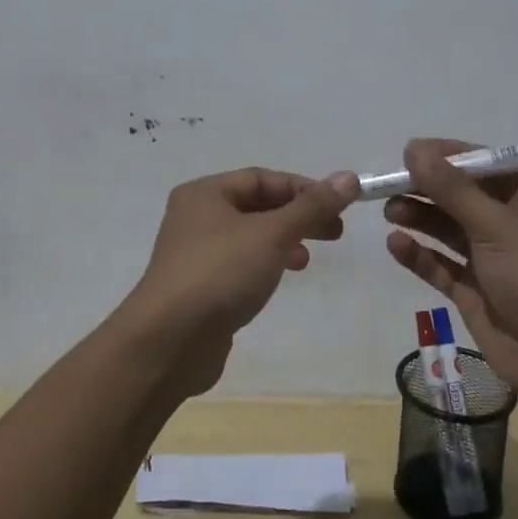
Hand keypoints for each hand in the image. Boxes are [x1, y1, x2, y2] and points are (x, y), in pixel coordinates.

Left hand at [118, 166, 359, 394]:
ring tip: (307, 259)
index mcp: (205, 193)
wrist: (168, 341)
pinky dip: (264, 264)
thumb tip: (349, 177)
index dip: (302, 188)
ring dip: (282, 241)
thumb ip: (311, 207)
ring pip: (249, 237)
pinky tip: (279, 278)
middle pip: (256, 206)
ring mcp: (195, 254)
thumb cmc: (219, 273)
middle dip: (297, 216)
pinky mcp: (199, 287)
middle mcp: (195, 217)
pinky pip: (239, 264)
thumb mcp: (272, 234)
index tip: (337, 205)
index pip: (261, 178)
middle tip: (335, 232)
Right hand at [382, 138, 517, 409]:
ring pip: (449, 229)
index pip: (485, 165)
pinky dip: (420, 254)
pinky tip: (395, 244)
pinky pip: (443, 265)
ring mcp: (494, 259)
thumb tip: (415, 148)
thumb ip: (452, 189)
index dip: (447, 156)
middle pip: (463, 196)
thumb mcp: (497, 225)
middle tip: (389, 184)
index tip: (409, 152)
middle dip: (427, 188)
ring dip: (421, 218)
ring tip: (389, 211)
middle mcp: (514, 224)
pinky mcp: (477, 291)